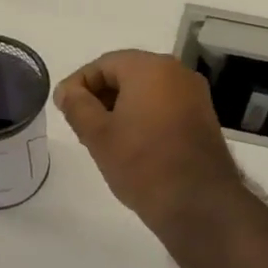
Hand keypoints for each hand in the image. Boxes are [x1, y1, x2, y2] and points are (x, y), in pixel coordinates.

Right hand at [55, 51, 245, 231]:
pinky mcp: (204, 118)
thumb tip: (67, 91)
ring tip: (104, 139)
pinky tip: (132, 144)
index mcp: (150, 67)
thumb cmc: (142, 163)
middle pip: (128, 74)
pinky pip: (166, 107)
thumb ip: (77, 106)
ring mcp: (195, 95)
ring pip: (148, 91)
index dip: (79, 84)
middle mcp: (177, 72)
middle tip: (81, 126)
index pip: (104, 64)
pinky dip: (145, 117)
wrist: (198, 203)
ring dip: (122, 108)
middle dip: (101, 96)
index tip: (63, 109)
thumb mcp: (98, 135)